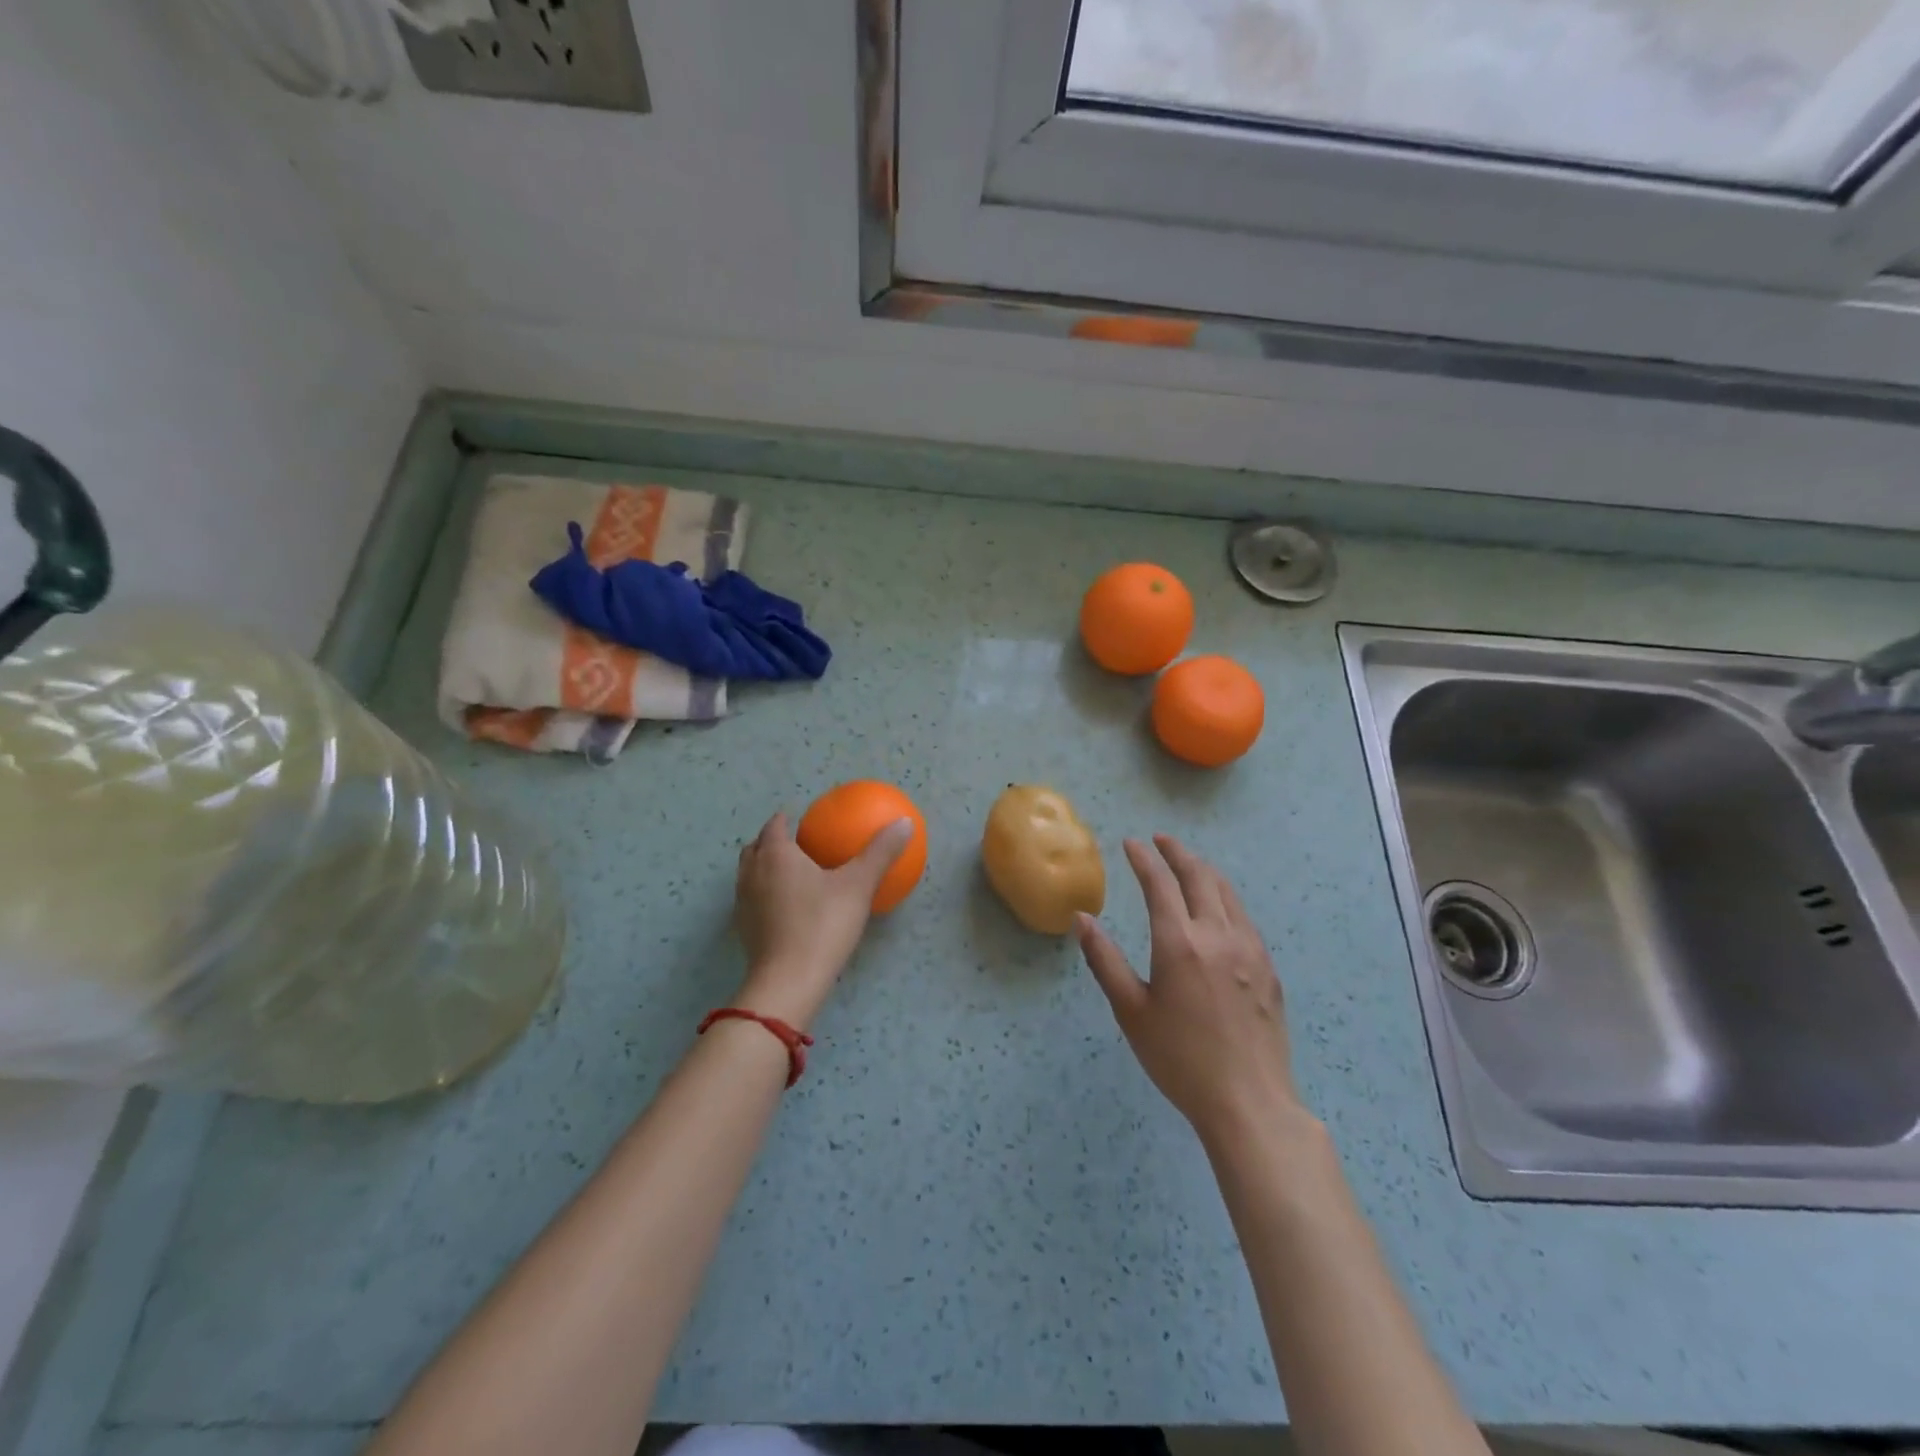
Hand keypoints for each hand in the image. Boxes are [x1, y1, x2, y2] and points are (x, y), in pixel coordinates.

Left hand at [732, 811, 912, 1028]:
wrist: (789, 980)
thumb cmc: (823, 924)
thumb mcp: (858, 885)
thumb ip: (880, 852)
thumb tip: (904, 822)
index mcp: (776, 855)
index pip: (774, 826)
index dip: (785, 819)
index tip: (800, 820)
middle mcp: (753, 873)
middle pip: (756, 848)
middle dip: (771, 842)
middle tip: (796, 845)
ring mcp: (744, 902)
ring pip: (749, 873)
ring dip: (764, 867)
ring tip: (791, 874)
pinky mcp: (744, 929)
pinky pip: (752, 899)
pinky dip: (764, 894)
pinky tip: (787, 908)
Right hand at [1076, 835, 1304, 1145]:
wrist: (1249, 1102)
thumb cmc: (1180, 1059)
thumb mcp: (1131, 1011)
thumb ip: (1104, 960)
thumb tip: (1081, 920)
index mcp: (1179, 943)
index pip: (1160, 884)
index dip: (1143, 858)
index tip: (1131, 843)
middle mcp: (1218, 935)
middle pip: (1199, 876)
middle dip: (1177, 852)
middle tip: (1160, 840)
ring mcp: (1250, 950)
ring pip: (1227, 892)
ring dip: (1204, 870)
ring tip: (1188, 864)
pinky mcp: (1268, 968)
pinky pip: (1244, 917)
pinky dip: (1225, 897)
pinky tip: (1218, 908)